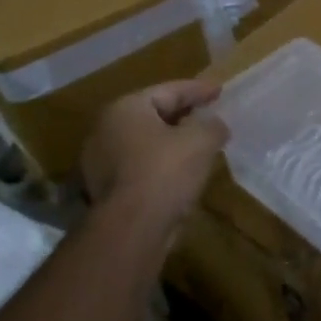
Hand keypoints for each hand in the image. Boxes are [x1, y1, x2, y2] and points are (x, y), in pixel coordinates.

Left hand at [79, 79, 228, 228]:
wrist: (131, 230)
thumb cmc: (165, 172)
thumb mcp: (201, 141)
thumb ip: (212, 125)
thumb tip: (215, 125)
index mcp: (125, 108)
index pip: (168, 91)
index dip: (198, 90)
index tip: (220, 91)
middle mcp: (105, 129)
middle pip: (153, 115)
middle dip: (184, 116)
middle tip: (209, 116)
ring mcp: (100, 162)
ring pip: (145, 144)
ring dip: (172, 143)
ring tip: (199, 147)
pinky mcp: (105, 191)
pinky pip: (140, 168)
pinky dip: (161, 166)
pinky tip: (182, 174)